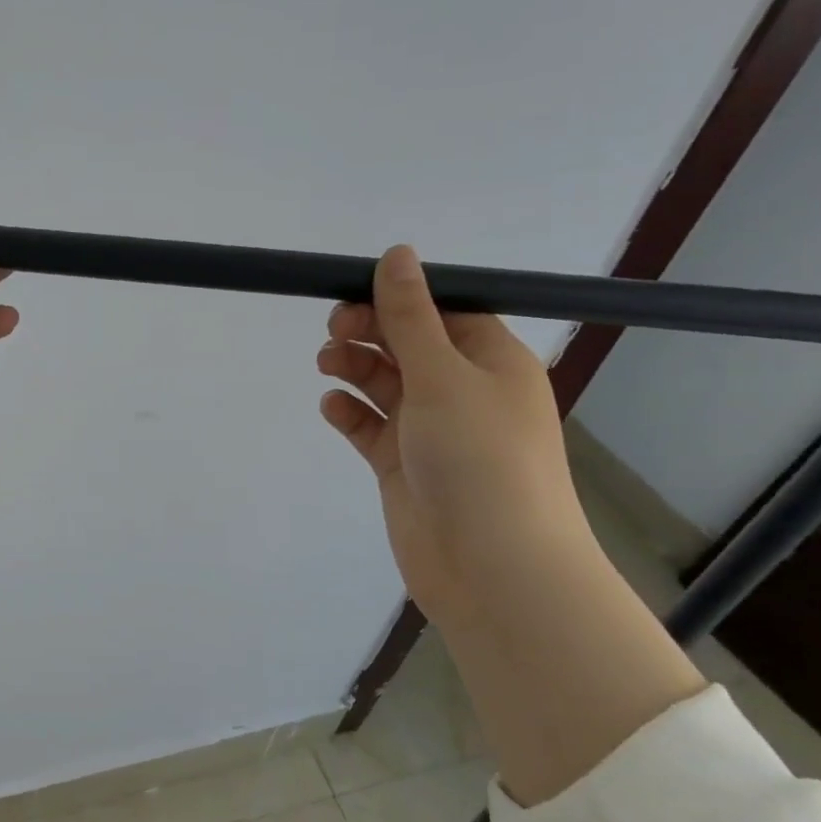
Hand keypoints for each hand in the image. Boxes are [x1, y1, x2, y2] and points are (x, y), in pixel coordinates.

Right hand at [317, 245, 703, 802]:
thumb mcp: (442, 374)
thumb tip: (398, 253)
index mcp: (492, 362)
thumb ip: (410, 315)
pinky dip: (351, 413)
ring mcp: (433, 431)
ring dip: (355, 369)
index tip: (353, 291)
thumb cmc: (478, 457)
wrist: (492, 568)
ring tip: (327, 366)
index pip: (445, 311)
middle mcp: (465, 392)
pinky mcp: (405, 465)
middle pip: (410, 345)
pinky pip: (371, 426)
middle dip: (370, 332)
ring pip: (386, 383)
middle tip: (334, 331)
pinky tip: (332, 407)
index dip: (400, 298)